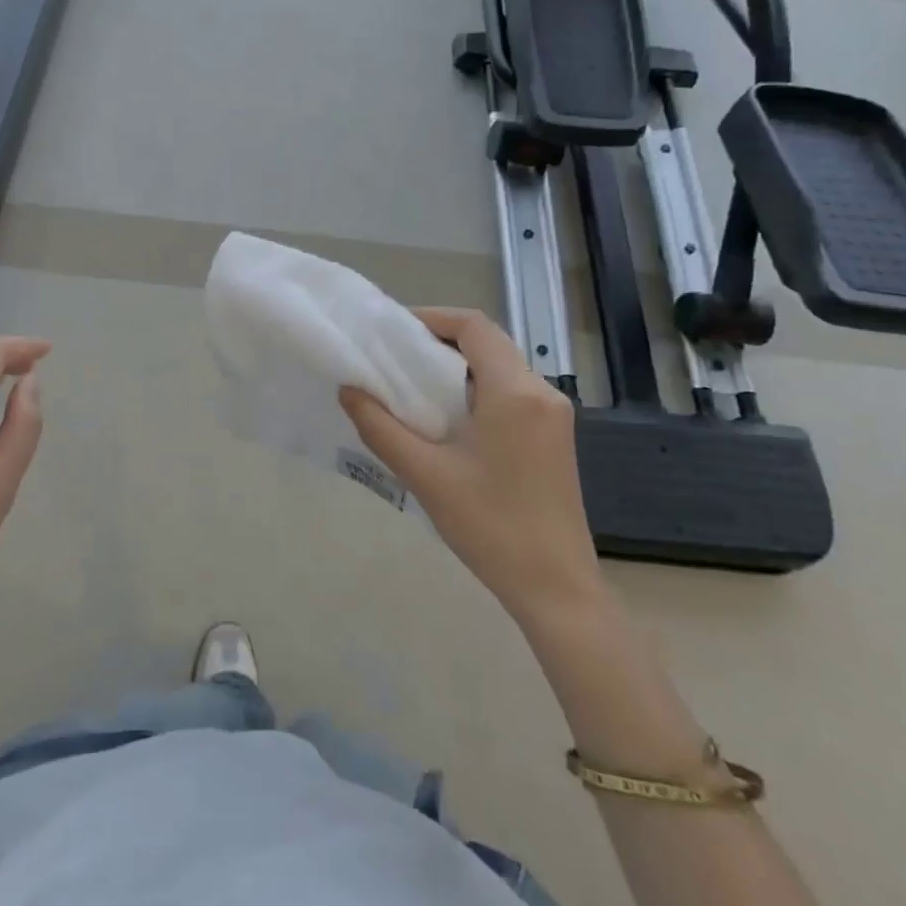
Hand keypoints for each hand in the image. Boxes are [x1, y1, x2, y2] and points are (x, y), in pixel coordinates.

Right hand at [340, 307, 602, 625]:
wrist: (556, 588)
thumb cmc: (490, 526)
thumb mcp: (426, 475)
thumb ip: (381, 427)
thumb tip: (349, 390)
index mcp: (515, 392)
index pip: (474, 326)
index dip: (432, 318)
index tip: (393, 331)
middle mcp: (542, 392)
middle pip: (488, 344)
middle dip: (439, 342)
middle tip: (394, 358)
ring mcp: (554, 416)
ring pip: (500, 368)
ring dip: (457, 368)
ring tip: (412, 387)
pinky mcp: (554, 437)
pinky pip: (511, 393)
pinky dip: (475, 391)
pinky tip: (447, 418)